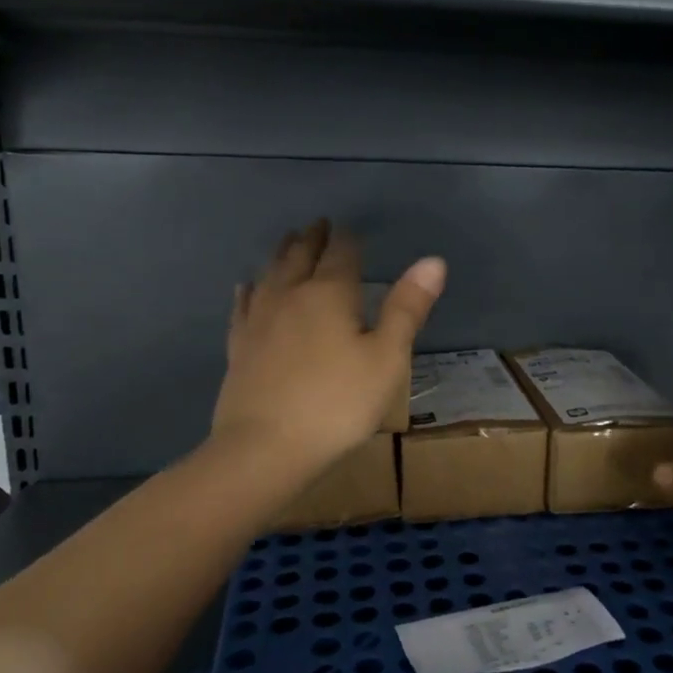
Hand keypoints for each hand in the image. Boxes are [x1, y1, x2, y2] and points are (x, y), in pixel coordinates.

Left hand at [212, 220, 444, 470]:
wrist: (266, 448)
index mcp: (329, 293)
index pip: (340, 254)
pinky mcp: (239, 347)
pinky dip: (249, 290)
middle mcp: (290, 295)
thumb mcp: (387, 358)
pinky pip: (243, 305)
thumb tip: (433, 261)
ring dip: (282, 254)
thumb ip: (407, 308)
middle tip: (318, 224)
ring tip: (288, 242)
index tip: (347, 227)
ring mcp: (259, 320)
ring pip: (270, 274)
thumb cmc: (338, 403)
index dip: (346, 238)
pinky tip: (247, 286)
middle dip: (312, 239)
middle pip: (300, 256)